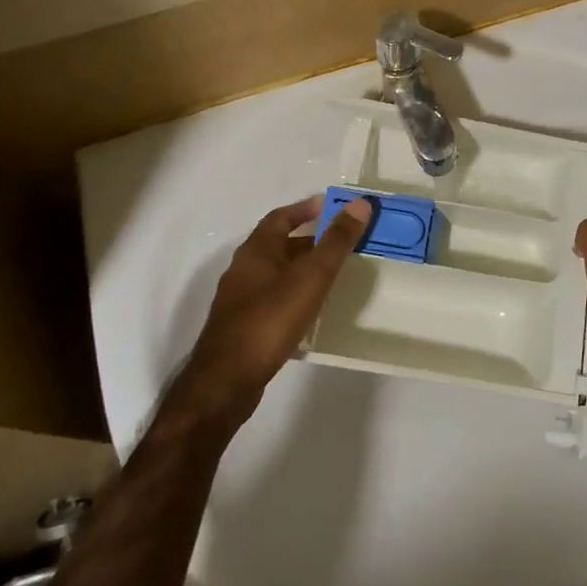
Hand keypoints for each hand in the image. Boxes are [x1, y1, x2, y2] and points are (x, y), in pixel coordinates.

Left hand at [169, 195, 372, 432]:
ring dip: (301, 268)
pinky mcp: (242, 327)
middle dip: (309, 240)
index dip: (306, 209)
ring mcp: (240, 300)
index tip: (331, 206)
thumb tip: (360, 204)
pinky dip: (293, 294)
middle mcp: (243, 269)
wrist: (226, 381)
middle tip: (341, 242)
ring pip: (276, 273)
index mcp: (256, 250)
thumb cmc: (270, 319)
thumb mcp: (311, 276)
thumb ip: (336, 241)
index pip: (281, 217)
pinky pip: (272, 298)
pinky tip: (310, 310)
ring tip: (332, 274)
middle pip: (278, 244)